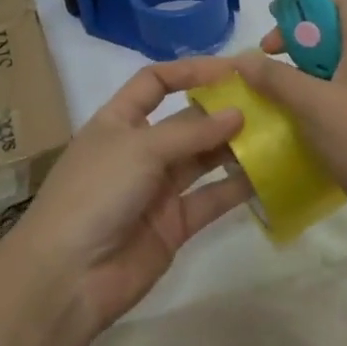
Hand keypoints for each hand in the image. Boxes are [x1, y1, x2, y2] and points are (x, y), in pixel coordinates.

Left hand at [0, 57, 251, 333]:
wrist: (69, 276)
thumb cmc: (95, 193)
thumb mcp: (139, 149)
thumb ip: (191, 133)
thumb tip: (238, 113)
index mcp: (118, 121)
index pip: (154, 83)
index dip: (189, 72)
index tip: (231, 69)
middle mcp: (140, 150)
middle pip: (186, 122)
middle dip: (222, 111)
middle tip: (270, 103)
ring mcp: (157, 189)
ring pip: (203, 160)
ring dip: (235, 147)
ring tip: (277, 133)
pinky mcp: (175, 225)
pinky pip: (211, 199)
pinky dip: (237, 188)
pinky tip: (269, 174)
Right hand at [233, 0, 346, 270]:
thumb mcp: (315, 104)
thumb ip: (276, 78)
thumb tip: (241, 59)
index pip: (343, 7)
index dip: (309, 4)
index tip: (274, 18)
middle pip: (330, 44)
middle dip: (293, 48)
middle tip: (260, 65)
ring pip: (327, 83)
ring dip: (295, 85)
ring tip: (262, 98)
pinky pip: (330, 116)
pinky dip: (305, 117)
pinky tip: (281, 133)